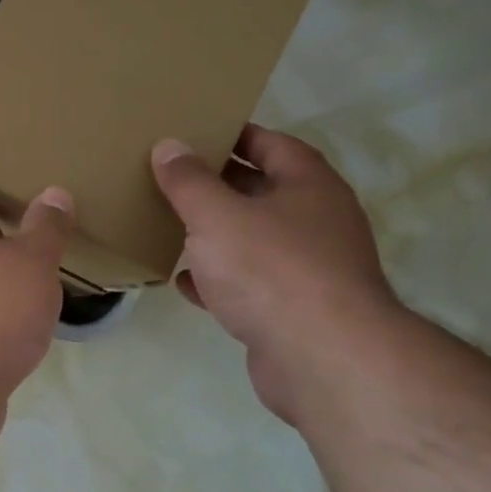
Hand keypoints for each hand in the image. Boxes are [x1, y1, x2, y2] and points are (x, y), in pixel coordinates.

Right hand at [152, 128, 401, 419]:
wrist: (322, 358)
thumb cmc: (269, 268)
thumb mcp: (216, 214)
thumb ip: (188, 180)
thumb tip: (169, 146)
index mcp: (309, 187)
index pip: (274, 145)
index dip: (236, 136)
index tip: (196, 133)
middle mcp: (316, 222)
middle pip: (262, 192)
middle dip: (219, 185)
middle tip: (171, 177)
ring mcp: (308, 269)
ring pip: (254, 240)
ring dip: (216, 234)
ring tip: (172, 225)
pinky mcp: (293, 311)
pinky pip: (248, 284)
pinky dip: (218, 280)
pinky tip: (184, 281)